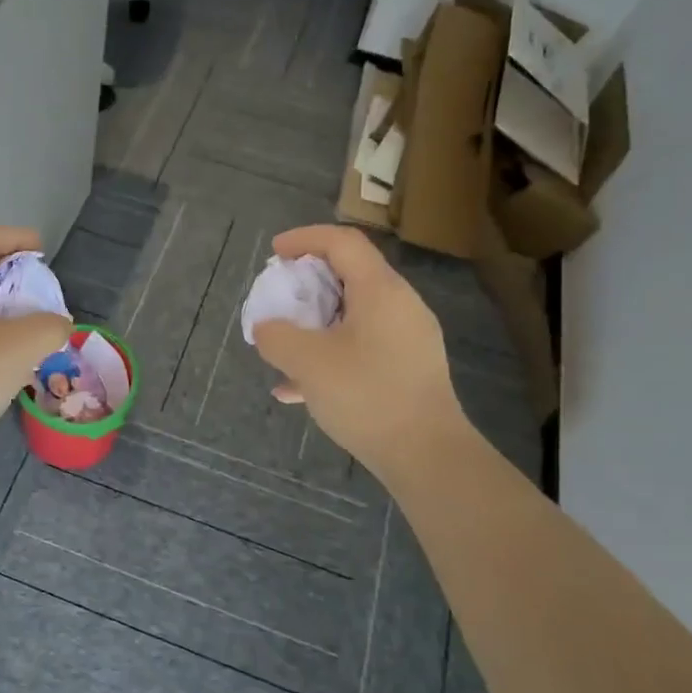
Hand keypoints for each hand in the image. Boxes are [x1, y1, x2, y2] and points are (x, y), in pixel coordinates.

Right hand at [249, 226, 461, 473]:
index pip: (343, 242)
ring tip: (284, 345)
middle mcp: (400, 305)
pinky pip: (362, 346)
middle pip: (349, 275)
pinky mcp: (408, 369)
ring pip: (353, 315)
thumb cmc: (366, 395)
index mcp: (380, 290)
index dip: (305, 238)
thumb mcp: (307, 362)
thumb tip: (266, 328)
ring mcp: (408, 338)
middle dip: (307, 283)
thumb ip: (277, 336)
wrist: (426, 454)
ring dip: (315, 322)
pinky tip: (297, 388)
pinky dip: (329, 353)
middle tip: (278, 298)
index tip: (275, 252)